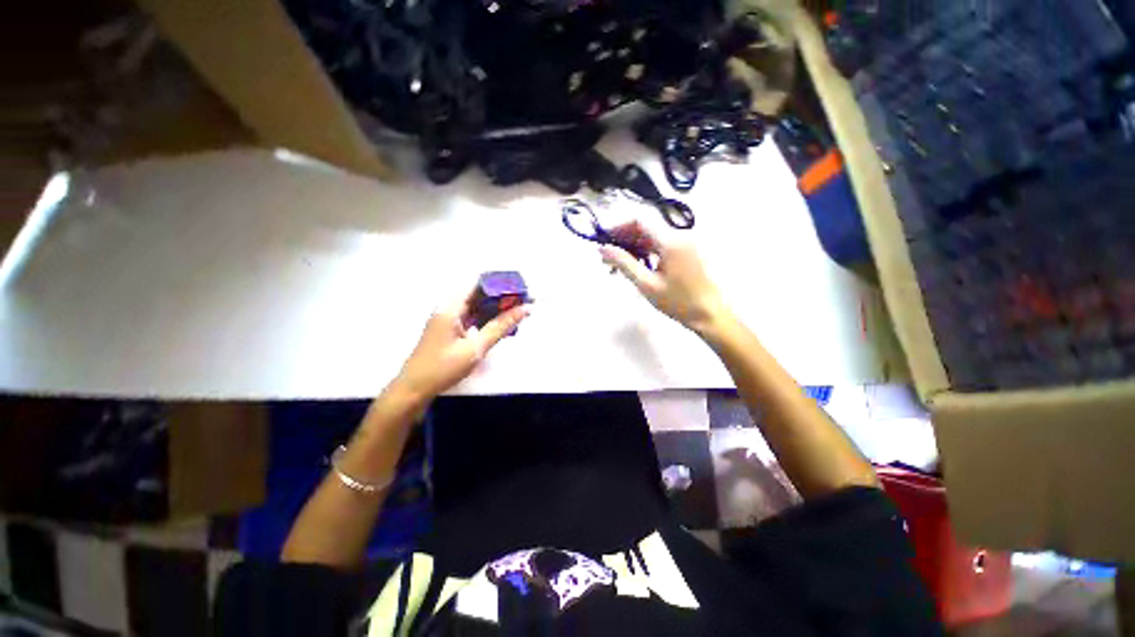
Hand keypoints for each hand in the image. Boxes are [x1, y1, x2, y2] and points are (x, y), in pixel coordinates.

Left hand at [393, 289, 530, 402]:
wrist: (413, 391)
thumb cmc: (443, 368)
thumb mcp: (475, 348)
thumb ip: (500, 327)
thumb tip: (524, 309)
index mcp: (451, 307)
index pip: (479, 285)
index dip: (501, 284)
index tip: (521, 289)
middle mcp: (449, 309)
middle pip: (478, 295)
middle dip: (501, 297)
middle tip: (524, 303)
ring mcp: (448, 320)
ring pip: (476, 307)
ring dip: (495, 309)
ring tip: (517, 312)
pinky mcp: (449, 330)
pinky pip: (472, 318)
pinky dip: (486, 320)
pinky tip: (500, 326)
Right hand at [600, 220, 728, 333]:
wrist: (709, 315)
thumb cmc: (677, 302)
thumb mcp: (646, 284)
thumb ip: (623, 263)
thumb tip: (603, 248)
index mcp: (670, 241)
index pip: (639, 221)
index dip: (618, 228)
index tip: (603, 242)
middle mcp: (679, 235)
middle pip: (645, 228)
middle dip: (623, 240)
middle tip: (607, 260)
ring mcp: (685, 243)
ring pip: (652, 238)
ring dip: (633, 248)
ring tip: (618, 267)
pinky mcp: (687, 252)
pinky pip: (661, 246)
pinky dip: (646, 253)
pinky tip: (637, 267)